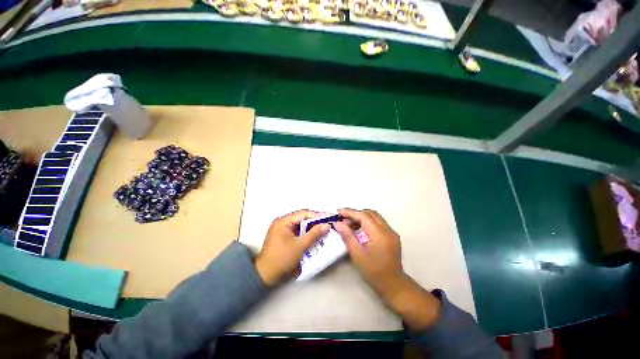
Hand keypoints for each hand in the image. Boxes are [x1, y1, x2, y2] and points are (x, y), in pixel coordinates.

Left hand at [255, 210, 329, 285]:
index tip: (329, 217)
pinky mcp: (283, 235)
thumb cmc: (282, 259)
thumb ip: (314, 234)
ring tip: (324, 229)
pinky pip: (297, 230)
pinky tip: (315, 236)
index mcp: (283, 221)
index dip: (318, 215)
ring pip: (300, 224)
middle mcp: (282, 222)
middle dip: (315, 221)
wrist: (265, 275)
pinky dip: (306, 233)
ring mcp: (282, 229)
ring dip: (311, 227)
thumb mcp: (300, 246)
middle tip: (328, 223)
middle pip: (302, 218)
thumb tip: (327, 225)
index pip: (304, 213)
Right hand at [334, 208, 403, 296]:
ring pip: (375, 217)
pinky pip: (378, 223)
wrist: (394, 285)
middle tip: (343, 220)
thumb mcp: (357, 254)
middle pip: (370, 213)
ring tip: (350, 225)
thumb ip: (347, 236)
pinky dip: (368, 223)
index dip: (350, 212)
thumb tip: (338, 223)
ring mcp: (391, 232)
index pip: (363, 216)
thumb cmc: (374, 272)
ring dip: (362, 218)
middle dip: (355, 214)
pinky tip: (360, 230)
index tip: (338, 211)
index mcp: (379, 234)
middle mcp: (387, 229)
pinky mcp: (392, 236)